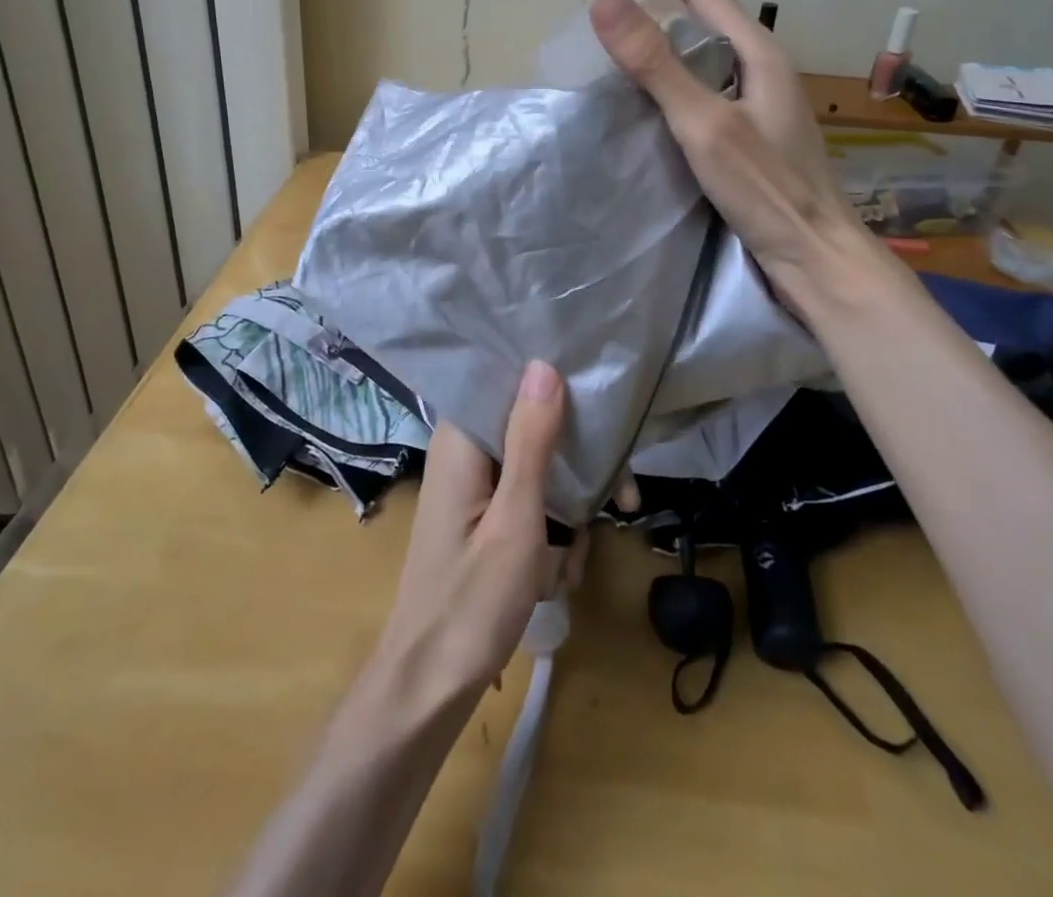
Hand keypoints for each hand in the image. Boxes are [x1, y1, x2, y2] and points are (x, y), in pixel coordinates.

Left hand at [378, 361, 584, 699]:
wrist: (428, 687)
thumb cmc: (471, 602)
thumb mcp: (515, 520)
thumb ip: (532, 440)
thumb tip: (544, 364)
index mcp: (462, 440)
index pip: (510, 383)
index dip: (558, 388)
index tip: (603, 407)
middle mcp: (465, 452)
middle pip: (533, 429)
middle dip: (578, 468)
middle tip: (623, 502)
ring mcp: (473, 487)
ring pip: (538, 471)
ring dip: (567, 512)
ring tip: (571, 562)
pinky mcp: (482, 516)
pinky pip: (527, 503)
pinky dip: (549, 534)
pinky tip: (555, 576)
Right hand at [589, 0, 864, 295]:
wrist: (816, 254)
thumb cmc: (765, 189)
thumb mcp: (703, 124)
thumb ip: (655, 64)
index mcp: (758, 53)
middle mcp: (765, 67)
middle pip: (707, 16)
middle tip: (615, 2)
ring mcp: (763, 100)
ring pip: (708, 53)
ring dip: (669, 40)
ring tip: (627, 44)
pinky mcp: (756, 130)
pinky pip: (709, 85)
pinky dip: (678, 78)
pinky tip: (658, 99)